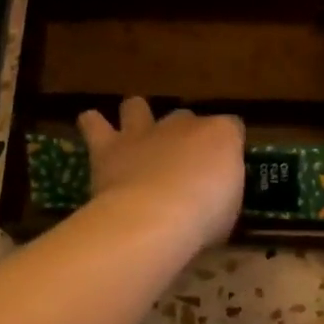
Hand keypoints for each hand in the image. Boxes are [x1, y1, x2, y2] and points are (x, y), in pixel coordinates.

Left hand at [77, 98, 243, 252]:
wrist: (155, 217)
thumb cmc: (204, 217)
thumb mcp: (230, 209)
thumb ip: (221, 192)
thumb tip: (213, 197)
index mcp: (221, 135)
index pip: (232, 128)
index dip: (228, 146)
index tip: (225, 170)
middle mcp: (182, 123)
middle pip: (184, 117)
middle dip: (182, 135)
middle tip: (180, 164)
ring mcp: (143, 131)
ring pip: (136, 106)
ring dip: (135, 119)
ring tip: (134, 139)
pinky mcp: (108, 146)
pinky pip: (92, 122)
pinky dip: (93, 125)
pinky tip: (95, 135)